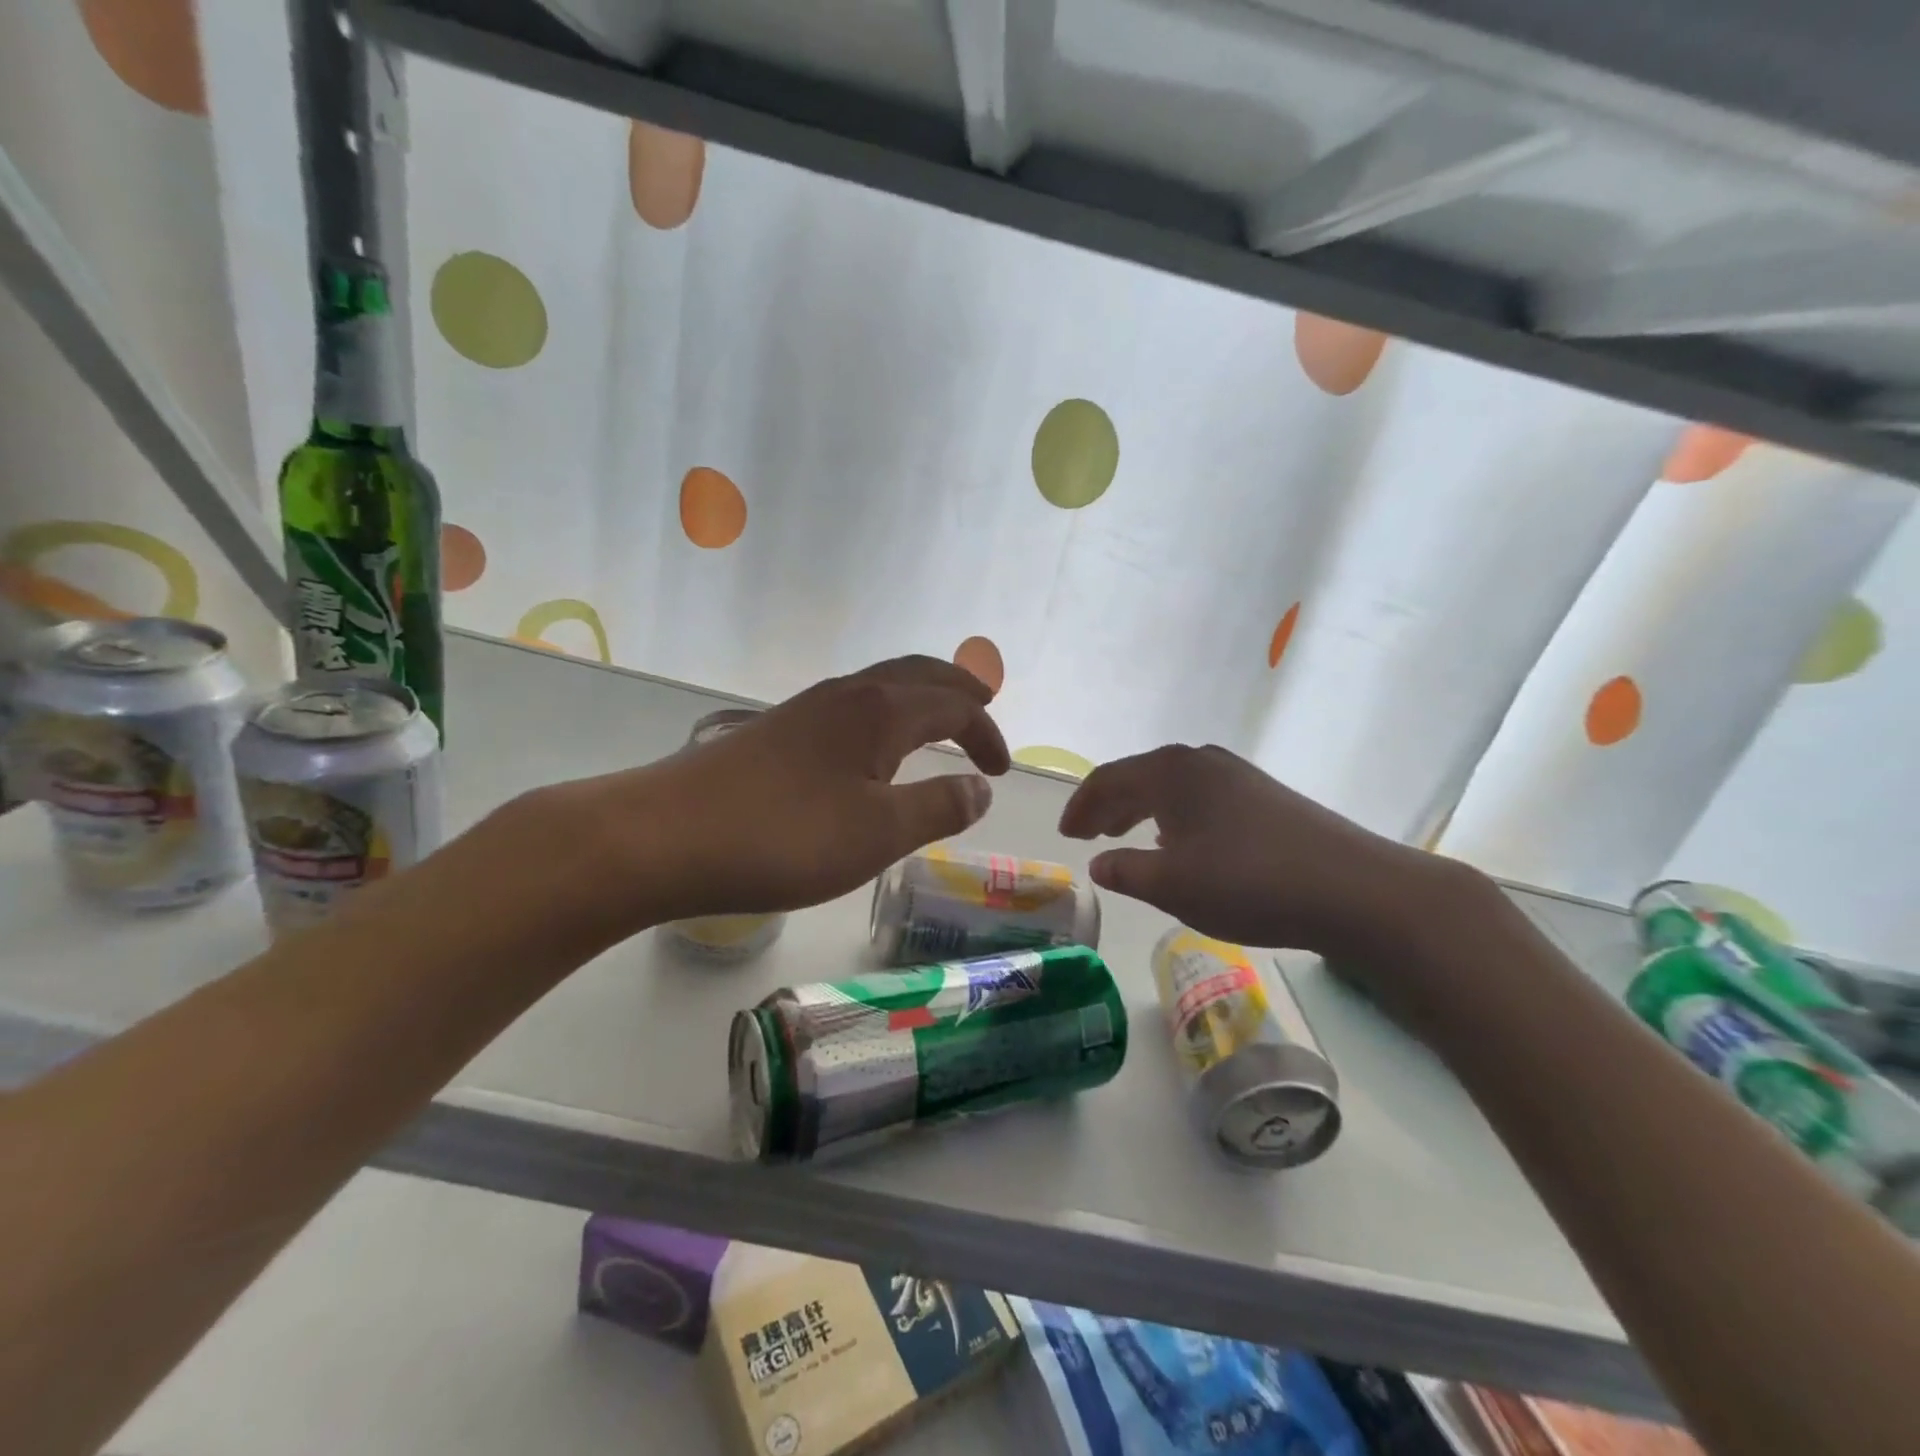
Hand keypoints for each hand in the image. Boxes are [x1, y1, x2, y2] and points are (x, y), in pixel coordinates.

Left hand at [552, 656, 1009, 928]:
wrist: (664, 836)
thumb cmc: (784, 836)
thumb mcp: (878, 833)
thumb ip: (938, 807)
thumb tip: (980, 788)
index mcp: (880, 710)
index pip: (954, 703)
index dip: (986, 732)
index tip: (1002, 772)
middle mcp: (847, 694)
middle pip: (919, 674)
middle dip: (959, 692)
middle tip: (984, 716)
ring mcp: (807, 709)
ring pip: (882, 686)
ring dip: (920, 700)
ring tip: (938, 729)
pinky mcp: (777, 731)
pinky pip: (852, 708)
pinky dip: (886, 717)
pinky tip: (873, 753)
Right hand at [1058, 744, 1476, 965]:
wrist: (1354, 889)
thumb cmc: (1248, 883)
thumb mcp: (1173, 885)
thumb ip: (1127, 871)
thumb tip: (1099, 862)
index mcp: (1170, 772)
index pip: (1108, 780)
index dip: (1081, 806)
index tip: (1066, 834)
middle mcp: (1201, 762)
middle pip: (1139, 776)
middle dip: (1109, 805)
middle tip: (1089, 835)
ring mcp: (1238, 775)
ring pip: (1172, 787)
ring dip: (1142, 810)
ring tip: (1127, 835)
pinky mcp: (1266, 795)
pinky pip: (1201, 798)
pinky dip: (1176, 816)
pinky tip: (1183, 843)